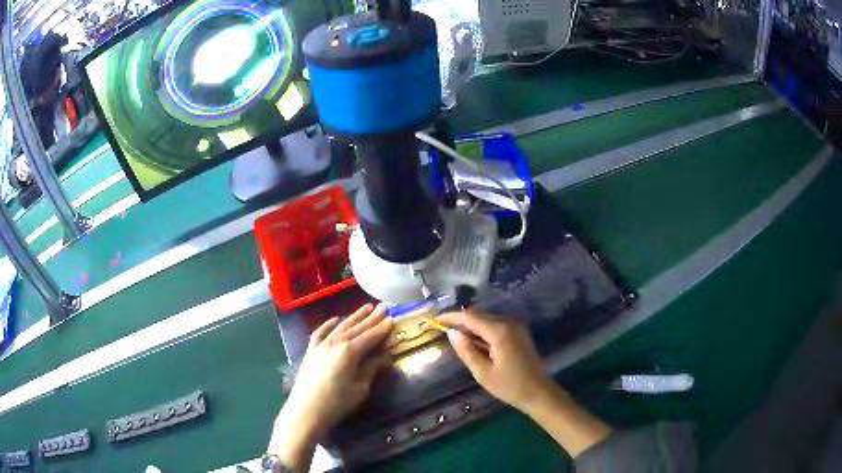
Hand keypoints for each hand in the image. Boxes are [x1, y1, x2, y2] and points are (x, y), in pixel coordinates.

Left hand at [269, 303, 392, 468]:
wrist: (306, 410)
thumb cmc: (337, 403)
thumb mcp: (360, 389)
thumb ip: (371, 370)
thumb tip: (383, 358)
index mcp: (350, 351)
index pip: (371, 336)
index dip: (382, 328)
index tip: (392, 318)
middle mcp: (336, 342)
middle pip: (357, 327)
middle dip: (371, 317)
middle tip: (383, 307)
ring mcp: (321, 345)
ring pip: (340, 326)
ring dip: (354, 317)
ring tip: (366, 307)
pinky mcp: (311, 351)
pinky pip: (320, 332)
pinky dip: (328, 324)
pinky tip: (335, 319)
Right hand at [437, 311, 553, 412]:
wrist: (539, 392)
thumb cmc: (510, 386)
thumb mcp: (483, 372)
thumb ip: (466, 351)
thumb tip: (452, 333)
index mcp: (499, 331)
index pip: (470, 317)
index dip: (451, 317)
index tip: (435, 320)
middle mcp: (508, 322)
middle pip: (479, 315)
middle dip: (461, 321)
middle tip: (443, 330)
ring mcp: (516, 326)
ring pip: (487, 320)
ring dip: (472, 326)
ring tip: (457, 339)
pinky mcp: (519, 333)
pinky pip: (496, 326)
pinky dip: (483, 331)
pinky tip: (475, 343)